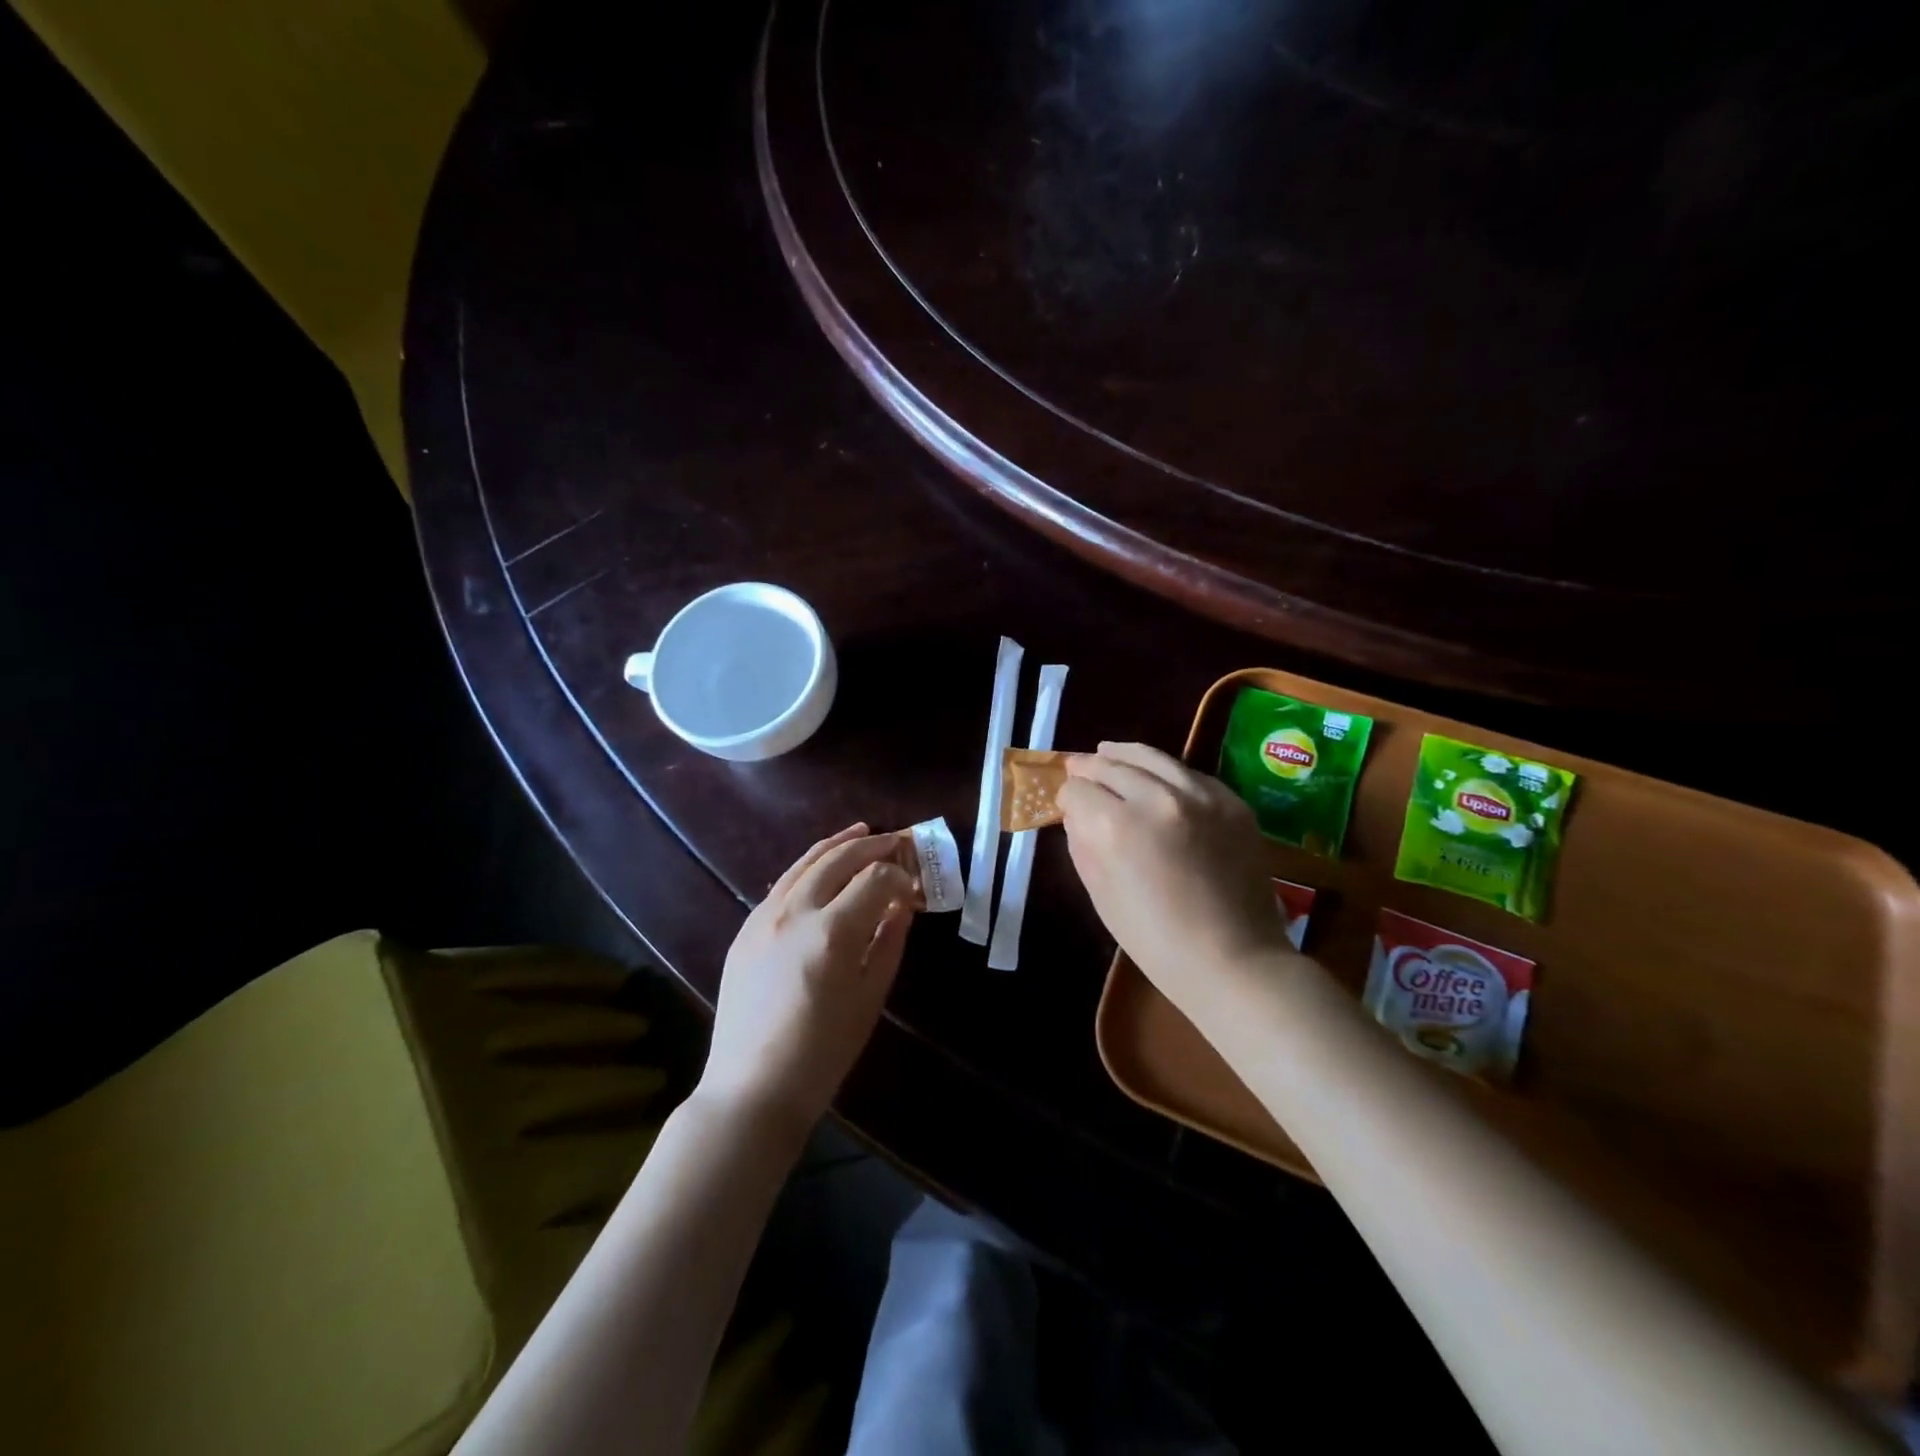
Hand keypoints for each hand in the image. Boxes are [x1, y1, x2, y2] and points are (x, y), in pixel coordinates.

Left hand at [702, 825, 915, 1136]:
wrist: (753, 1086)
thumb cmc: (823, 1052)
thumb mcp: (869, 997)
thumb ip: (888, 943)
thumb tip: (902, 906)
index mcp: (831, 932)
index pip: (875, 879)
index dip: (900, 877)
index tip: (914, 890)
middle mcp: (795, 912)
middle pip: (838, 858)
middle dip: (872, 845)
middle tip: (896, 842)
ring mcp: (763, 917)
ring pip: (804, 863)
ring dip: (837, 844)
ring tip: (861, 832)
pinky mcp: (745, 929)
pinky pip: (782, 884)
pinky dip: (808, 867)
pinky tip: (821, 868)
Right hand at [1059, 742, 1293, 1027]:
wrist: (1233, 960)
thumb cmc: (1155, 940)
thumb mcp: (1100, 894)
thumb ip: (1082, 844)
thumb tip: (1076, 813)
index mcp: (1116, 826)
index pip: (1078, 790)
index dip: (1066, 796)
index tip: (1066, 805)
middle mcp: (1157, 798)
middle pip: (1111, 765)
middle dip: (1089, 768)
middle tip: (1078, 769)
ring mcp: (1200, 795)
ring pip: (1152, 757)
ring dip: (1124, 755)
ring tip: (1108, 752)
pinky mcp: (1231, 801)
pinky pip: (1188, 773)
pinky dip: (1165, 772)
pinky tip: (1157, 778)